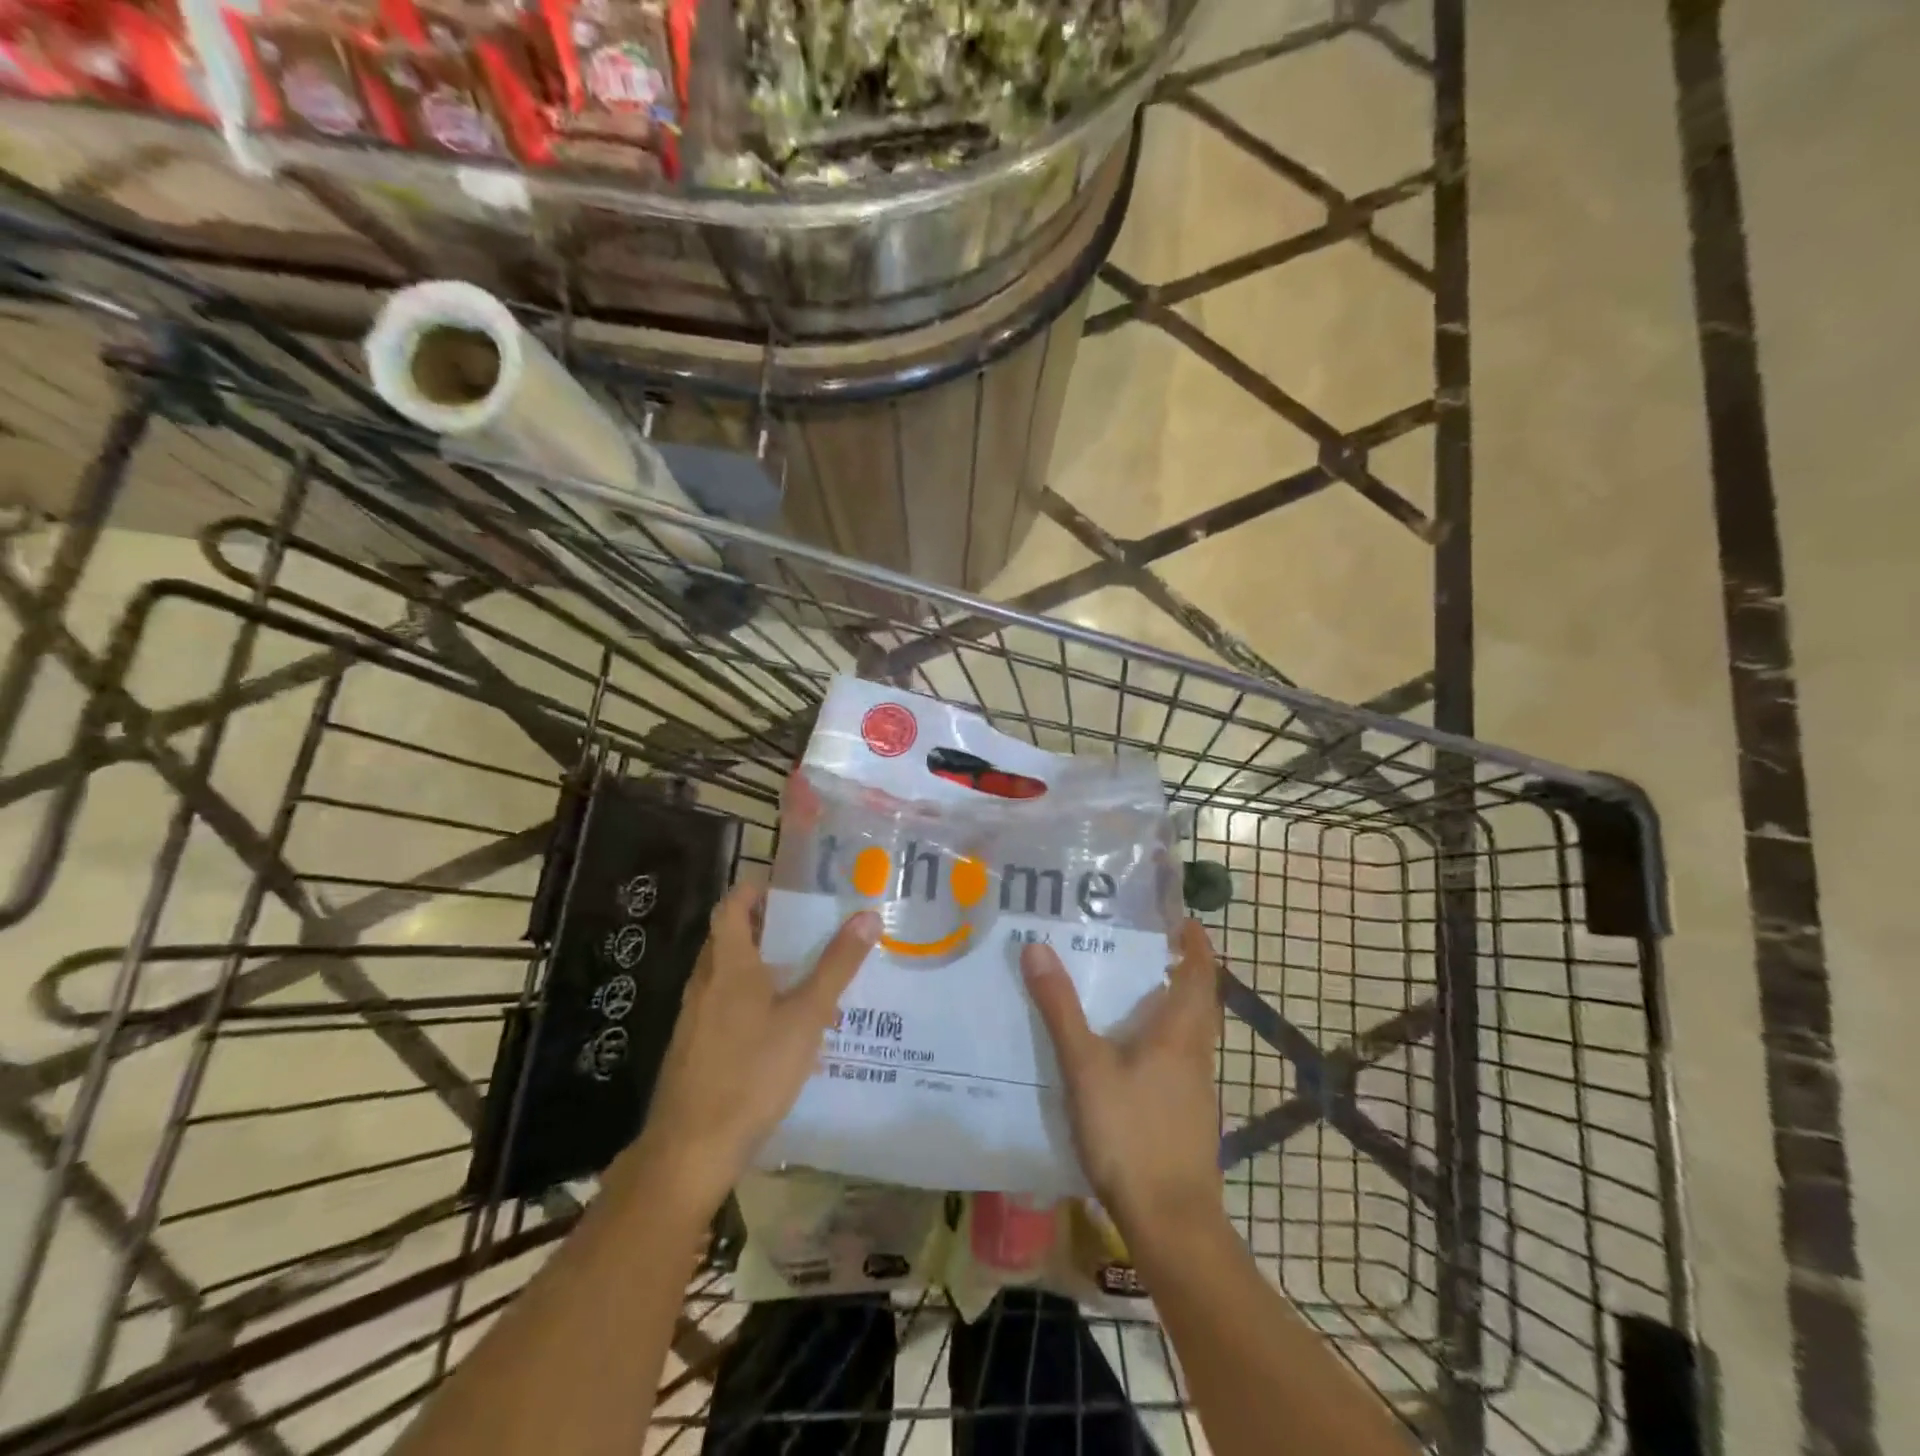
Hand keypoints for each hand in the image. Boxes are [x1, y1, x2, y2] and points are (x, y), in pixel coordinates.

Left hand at [633, 885, 879, 1213]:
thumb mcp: (806, 1017)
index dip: (754, 890)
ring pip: (727, 976)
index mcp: (729, 965)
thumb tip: (868, 915)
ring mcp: (694, 1018)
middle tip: (806, 931)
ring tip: (802, 979)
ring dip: (759, 968)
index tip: (786, 889)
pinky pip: (723, 1008)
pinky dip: (749, 1003)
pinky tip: (779, 1031)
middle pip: (729, 939)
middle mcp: (705, 983)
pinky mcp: (693, 1048)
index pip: (733, 907)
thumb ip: (836, 966)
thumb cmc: (752, 1072)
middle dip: (764, 929)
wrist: (691, 1149)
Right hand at [1022, 919, 1222, 1240]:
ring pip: (1185, 1029)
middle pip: (1195, 997)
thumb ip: (1061, 1009)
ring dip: (1164, 1001)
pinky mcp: (1184, 1113)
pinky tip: (1122, 1048)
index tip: (1175, 915)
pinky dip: (1156, 1036)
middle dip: (1173, 966)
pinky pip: (1174, 1057)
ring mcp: (1193, 1086)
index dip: (1194, 940)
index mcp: (1181, 1031)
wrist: (1170, 1221)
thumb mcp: (1086, 1066)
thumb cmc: (1131, 1134)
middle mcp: (1195, 1052)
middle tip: (1134, 941)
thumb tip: (1037, 947)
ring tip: (1122, 985)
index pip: (1201, 971)